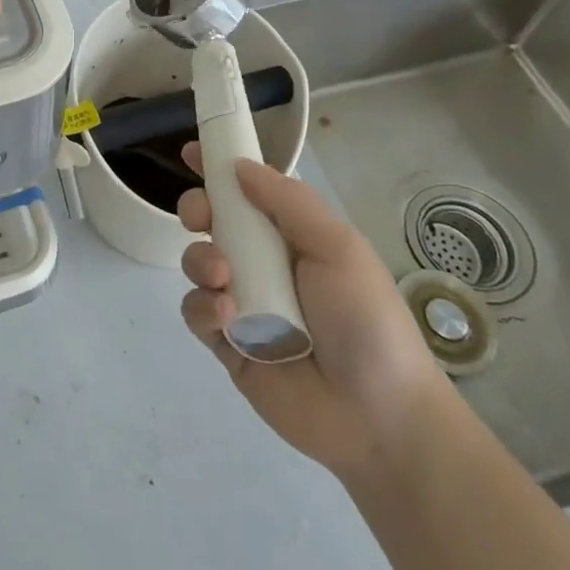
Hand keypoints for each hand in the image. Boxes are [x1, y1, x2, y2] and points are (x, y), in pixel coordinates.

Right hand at [178, 143, 450, 480]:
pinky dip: (204, 307)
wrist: (379, 417)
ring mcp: (242, 303)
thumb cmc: (366, 320)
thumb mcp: (338, 248)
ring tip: (223, 278)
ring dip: (201, 261)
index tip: (190, 152)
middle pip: (212, 222)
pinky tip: (228, 316)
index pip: (248, 192)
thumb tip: (239, 165)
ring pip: (196, 263)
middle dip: (197, 209)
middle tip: (200, 217)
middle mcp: (262, 264)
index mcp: (291, 237)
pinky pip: (196, 311)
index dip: (219, 169)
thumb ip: (288, 201)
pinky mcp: (226, 343)